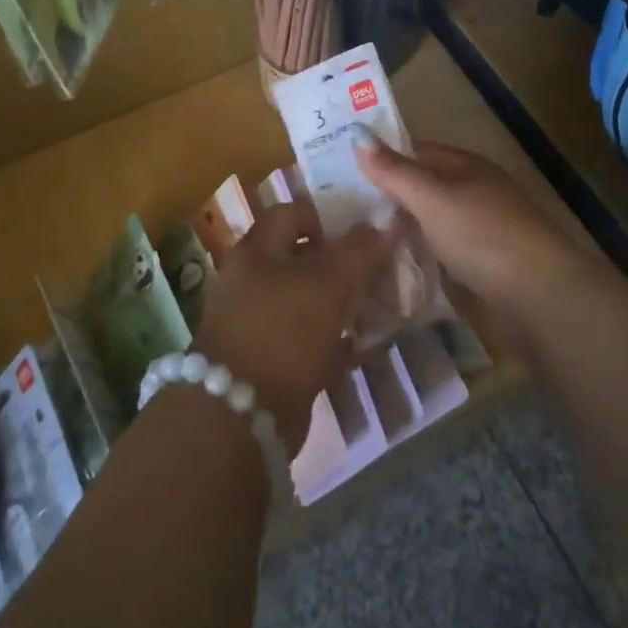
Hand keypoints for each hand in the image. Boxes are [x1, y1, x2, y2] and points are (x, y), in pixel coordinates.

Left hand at [191, 200, 393, 450]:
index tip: (363, 234)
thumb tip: (385, 224)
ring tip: (378, 307)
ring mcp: (258, 321)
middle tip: (379, 271)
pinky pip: (307, 340)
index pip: (293, 212)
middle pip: (302, 258)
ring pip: (307, 300)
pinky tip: (363, 347)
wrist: (242, 414)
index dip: (328, 217)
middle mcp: (252, 279)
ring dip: (341, 303)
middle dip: (341, 263)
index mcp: (257, 249)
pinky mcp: (269, 360)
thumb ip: (359, 252)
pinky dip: (333, 341)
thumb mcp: (328, 283)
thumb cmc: (284, 330)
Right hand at [354, 139, 594, 350]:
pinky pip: (441, 255)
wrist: (540, 298)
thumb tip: (356, 133)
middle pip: (424, 188)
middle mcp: (475, 193)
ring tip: (356, 240)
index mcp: (467, 166)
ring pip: (431, 224)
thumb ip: (394, 171)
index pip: (417, 151)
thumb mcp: (432, 198)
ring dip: (402, 230)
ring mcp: (481, 232)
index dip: (383, 156)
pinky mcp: (483, 269)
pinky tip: (391, 269)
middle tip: (339, 208)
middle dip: (388, 197)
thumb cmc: (483, 235)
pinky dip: (419, 258)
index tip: (343, 168)